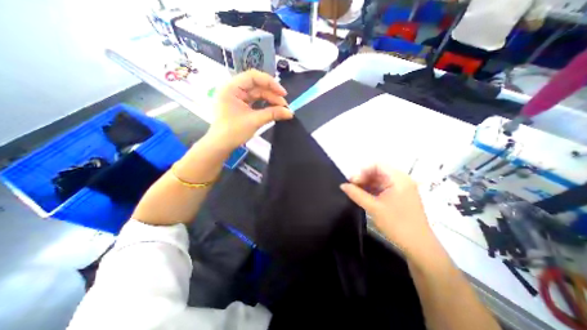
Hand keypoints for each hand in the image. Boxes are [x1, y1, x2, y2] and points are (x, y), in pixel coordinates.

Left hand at [209, 69, 295, 150]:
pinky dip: (264, 105)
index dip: (270, 83)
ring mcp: (237, 97)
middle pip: (257, 86)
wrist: (221, 145)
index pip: (253, 77)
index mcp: (231, 88)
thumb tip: (289, 113)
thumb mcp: (254, 121)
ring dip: (270, 100)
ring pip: (257, 94)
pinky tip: (273, 109)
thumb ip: (273, 114)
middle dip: (272, 94)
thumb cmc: (233, 132)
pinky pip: (255, 101)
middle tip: (284, 106)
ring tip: (281, 109)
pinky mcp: (240, 105)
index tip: (283, 93)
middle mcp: (233, 89)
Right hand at [342, 166, 432, 255]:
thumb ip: (356, 194)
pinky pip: (384, 188)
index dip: (363, 171)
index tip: (353, 182)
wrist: (419, 246)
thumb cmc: (397, 224)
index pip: (377, 165)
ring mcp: (402, 188)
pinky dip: (373, 190)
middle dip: (363, 178)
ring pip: (380, 180)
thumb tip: (342, 185)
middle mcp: (401, 180)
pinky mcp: (400, 196)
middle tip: (352, 188)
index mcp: (398, 179)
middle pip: (378, 172)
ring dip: (367, 184)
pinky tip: (365, 196)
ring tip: (356, 193)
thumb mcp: (373, 208)